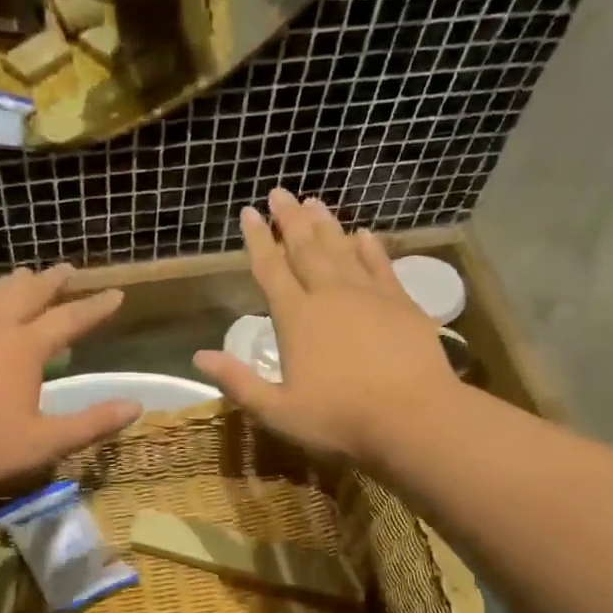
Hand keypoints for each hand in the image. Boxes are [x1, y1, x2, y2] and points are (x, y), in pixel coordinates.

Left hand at [0, 265, 139, 492]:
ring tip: (24, 275)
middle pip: (29, 292)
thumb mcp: (45, 443)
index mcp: (25, 347)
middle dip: (53, 281)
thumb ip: (91, 424)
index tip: (115, 294)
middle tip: (68, 269)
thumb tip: (135, 406)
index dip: (95, 308)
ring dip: (13, 282)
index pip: (70, 319)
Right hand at [194, 190, 457, 466]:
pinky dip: (370, 248)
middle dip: (289, 220)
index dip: (257, 240)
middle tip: (279, 193)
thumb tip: (199, 356)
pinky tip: (363, 234)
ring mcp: (369, 295)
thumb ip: (238, 382)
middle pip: (306, 249)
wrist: (413, 417)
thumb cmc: (339, 419)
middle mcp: (330, 296)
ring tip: (313, 202)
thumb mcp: (278, 411)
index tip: (249, 212)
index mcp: (296, 319)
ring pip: (341, 250)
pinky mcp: (401, 304)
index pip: (270, 270)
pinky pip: (381, 265)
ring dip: (326, 225)